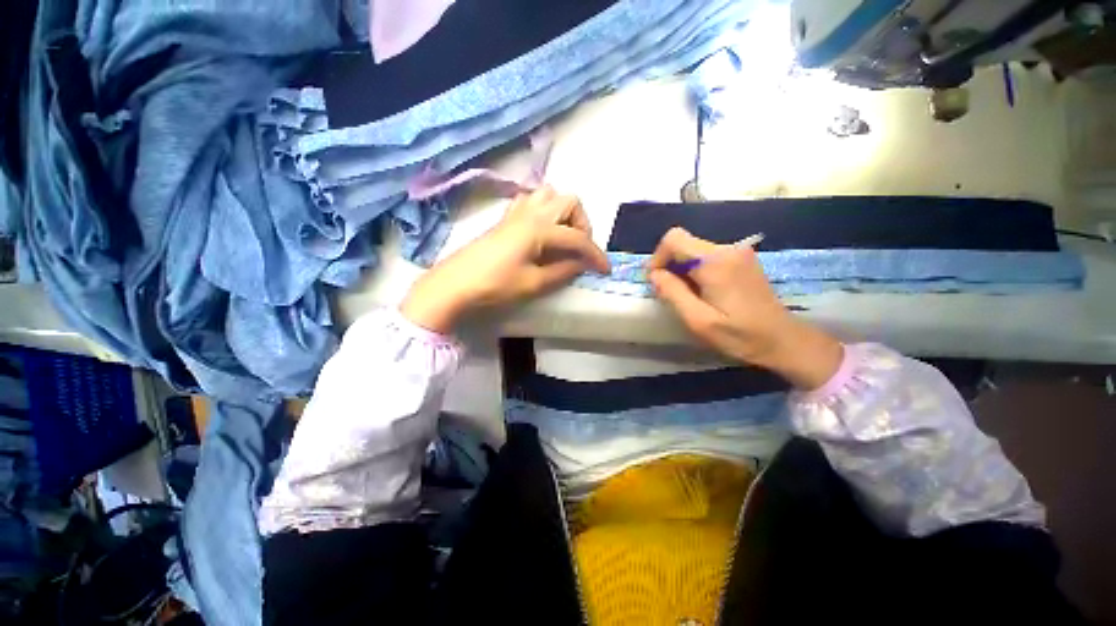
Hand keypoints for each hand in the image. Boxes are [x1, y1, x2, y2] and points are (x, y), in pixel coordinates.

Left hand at [401, 186, 609, 332]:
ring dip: (564, 213)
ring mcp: (517, 212)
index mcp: (539, 228)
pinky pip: (533, 201)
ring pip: (551, 195)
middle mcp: (531, 212)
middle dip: (582, 224)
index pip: (577, 238)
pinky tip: (542, 232)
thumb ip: (563, 271)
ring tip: (562, 238)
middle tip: (579, 248)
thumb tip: (582, 264)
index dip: (595, 254)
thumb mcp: (534, 283)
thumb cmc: (495, 284)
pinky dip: (545, 211)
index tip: (605, 269)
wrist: (455, 283)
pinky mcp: (506, 218)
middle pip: (569, 201)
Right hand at [647, 228, 842, 390]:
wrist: (783, 340)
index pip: (674, 239)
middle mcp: (728, 249)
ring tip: (686, 296)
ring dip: (682, 269)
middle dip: (669, 265)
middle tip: (669, 293)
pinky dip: (696, 270)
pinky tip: (703, 292)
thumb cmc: (740, 335)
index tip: (656, 281)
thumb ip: (673, 293)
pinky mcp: (742, 259)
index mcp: (716, 262)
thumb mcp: (698, 320)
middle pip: (684, 243)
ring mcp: (738, 252)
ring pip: (694, 249)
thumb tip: (654, 274)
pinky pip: (707, 256)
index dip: (658, 257)